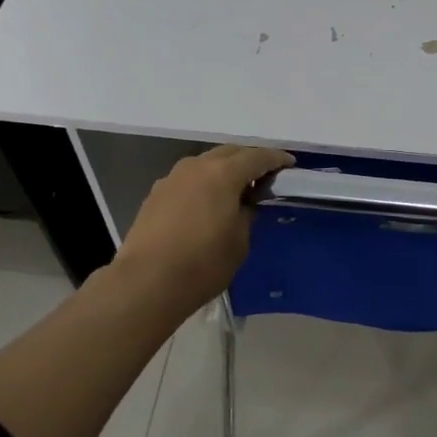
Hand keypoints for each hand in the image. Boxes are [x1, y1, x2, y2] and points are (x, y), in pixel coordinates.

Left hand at [116, 144, 295, 310]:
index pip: (257, 157)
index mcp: (223, 173)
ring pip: (205, 163)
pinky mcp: (155, 195)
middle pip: (229, 153)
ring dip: (223, 170)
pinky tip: (206, 202)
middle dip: (248, 159)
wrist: (146, 283)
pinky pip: (187, 180)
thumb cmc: (203, 263)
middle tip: (264, 175)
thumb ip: (247, 214)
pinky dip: (203, 183)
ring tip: (235, 188)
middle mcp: (196, 167)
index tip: (289, 164)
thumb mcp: (239, 241)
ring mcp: (171, 179)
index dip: (276, 159)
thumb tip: (244, 204)